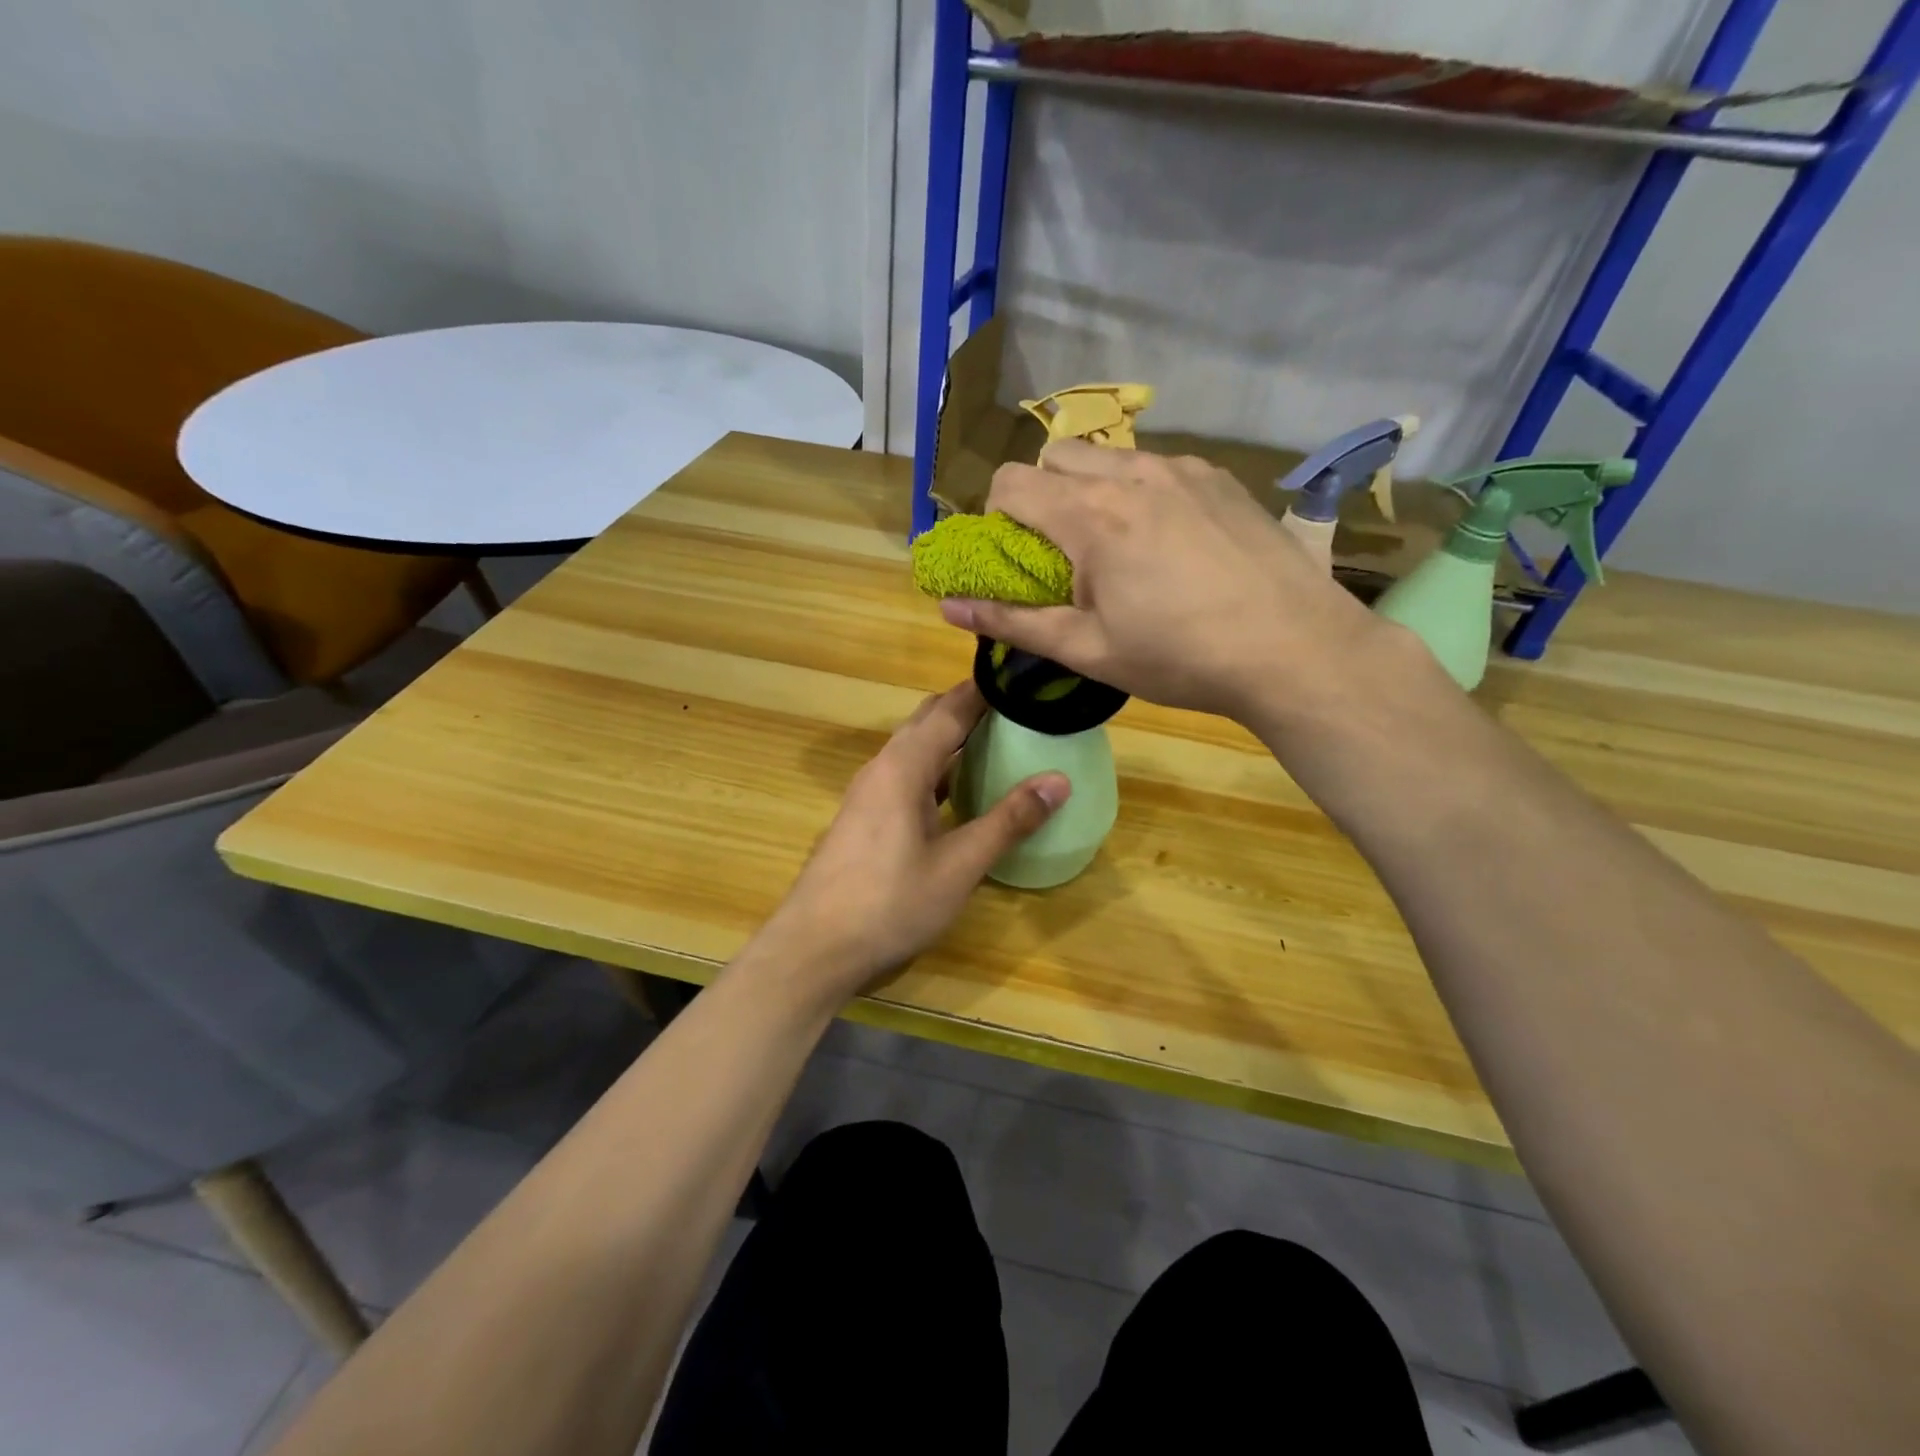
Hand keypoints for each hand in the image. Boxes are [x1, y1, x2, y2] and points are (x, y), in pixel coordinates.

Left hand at [759, 682, 1067, 1003]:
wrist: (814, 948)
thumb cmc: (890, 904)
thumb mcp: (959, 866)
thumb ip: (1008, 821)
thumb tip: (1058, 780)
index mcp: (903, 767)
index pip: (950, 709)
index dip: (986, 690)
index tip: (1026, 680)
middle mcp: (881, 768)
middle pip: (928, 721)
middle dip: (970, 708)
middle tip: (1019, 710)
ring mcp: (868, 793)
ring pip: (914, 749)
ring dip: (952, 740)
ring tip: (998, 741)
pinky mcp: (864, 817)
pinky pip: (905, 776)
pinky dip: (936, 770)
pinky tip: (959, 790)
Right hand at [939, 441, 1389, 727]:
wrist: (1295, 649)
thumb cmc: (1180, 658)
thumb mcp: (1087, 649)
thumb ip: (1013, 621)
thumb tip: (947, 607)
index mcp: (1091, 516)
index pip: (1010, 481)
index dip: (997, 517)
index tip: (1017, 558)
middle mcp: (1132, 475)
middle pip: (1054, 454)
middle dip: (1041, 494)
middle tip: (1063, 552)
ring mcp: (1182, 469)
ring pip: (1109, 457)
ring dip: (1092, 490)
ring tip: (1119, 549)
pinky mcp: (1220, 478)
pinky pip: (1158, 468)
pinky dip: (1141, 493)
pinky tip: (1171, 544)